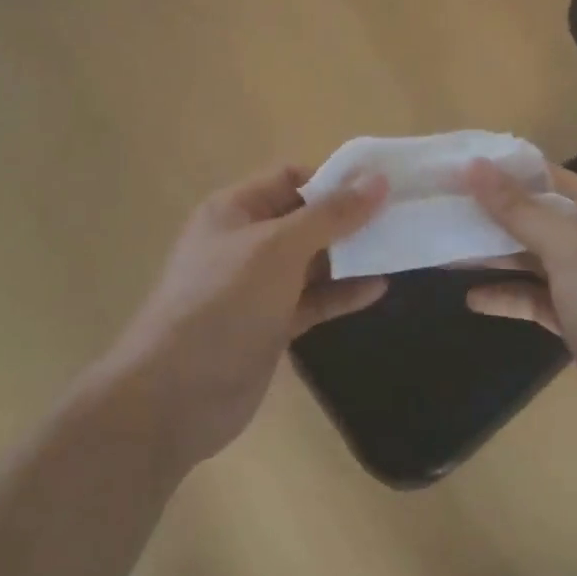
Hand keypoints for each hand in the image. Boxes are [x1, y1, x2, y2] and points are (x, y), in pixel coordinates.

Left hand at [101, 165, 388, 466]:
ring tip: (399, 249)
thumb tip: (377, 180)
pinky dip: (341, 293)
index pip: (291, 177)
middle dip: (349, 218)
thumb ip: (330, 215)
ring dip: (350, 255)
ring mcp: (257, 286)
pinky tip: (377, 289)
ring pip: (312, 261)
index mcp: (236, 210)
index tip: (382, 186)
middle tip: (401, 218)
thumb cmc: (224, 303)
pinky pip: (312, 299)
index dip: (334, 179)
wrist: (175, 397)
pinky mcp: (270, 324)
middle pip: (305, 218)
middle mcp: (246, 241)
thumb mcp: (278, 249)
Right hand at [463, 160, 576, 479]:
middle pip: (538, 219)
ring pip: (534, 260)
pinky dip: (508, 297)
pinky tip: (473, 298)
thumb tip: (474, 165)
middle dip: (493, 216)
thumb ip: (519, 209)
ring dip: (495, 257)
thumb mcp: (569, 247)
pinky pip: (537, 299)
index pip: (549, 179)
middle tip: (441, 210)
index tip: (456, 169)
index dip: (504, 173)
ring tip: (445, 251)